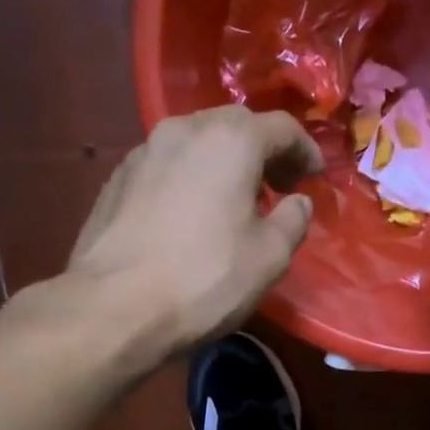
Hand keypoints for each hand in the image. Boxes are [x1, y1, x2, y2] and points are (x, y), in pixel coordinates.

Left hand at [23, 106, 321, 367]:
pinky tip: (193, 212)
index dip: (306, 150)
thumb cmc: (205, 279)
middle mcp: (185, 130)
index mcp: (231, 141)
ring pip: (197, 139)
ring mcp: (145, 151)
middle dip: (264, 149)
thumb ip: (293, 220)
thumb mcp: (270, 256)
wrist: (114, 306)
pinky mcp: (118, 177)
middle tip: (279, 185)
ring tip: (236, 199)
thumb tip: (297, 202)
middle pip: (236, 123)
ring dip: (225, 160)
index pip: (282, 127)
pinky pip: (168, 162)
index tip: (315, 177)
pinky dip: (192, 175)